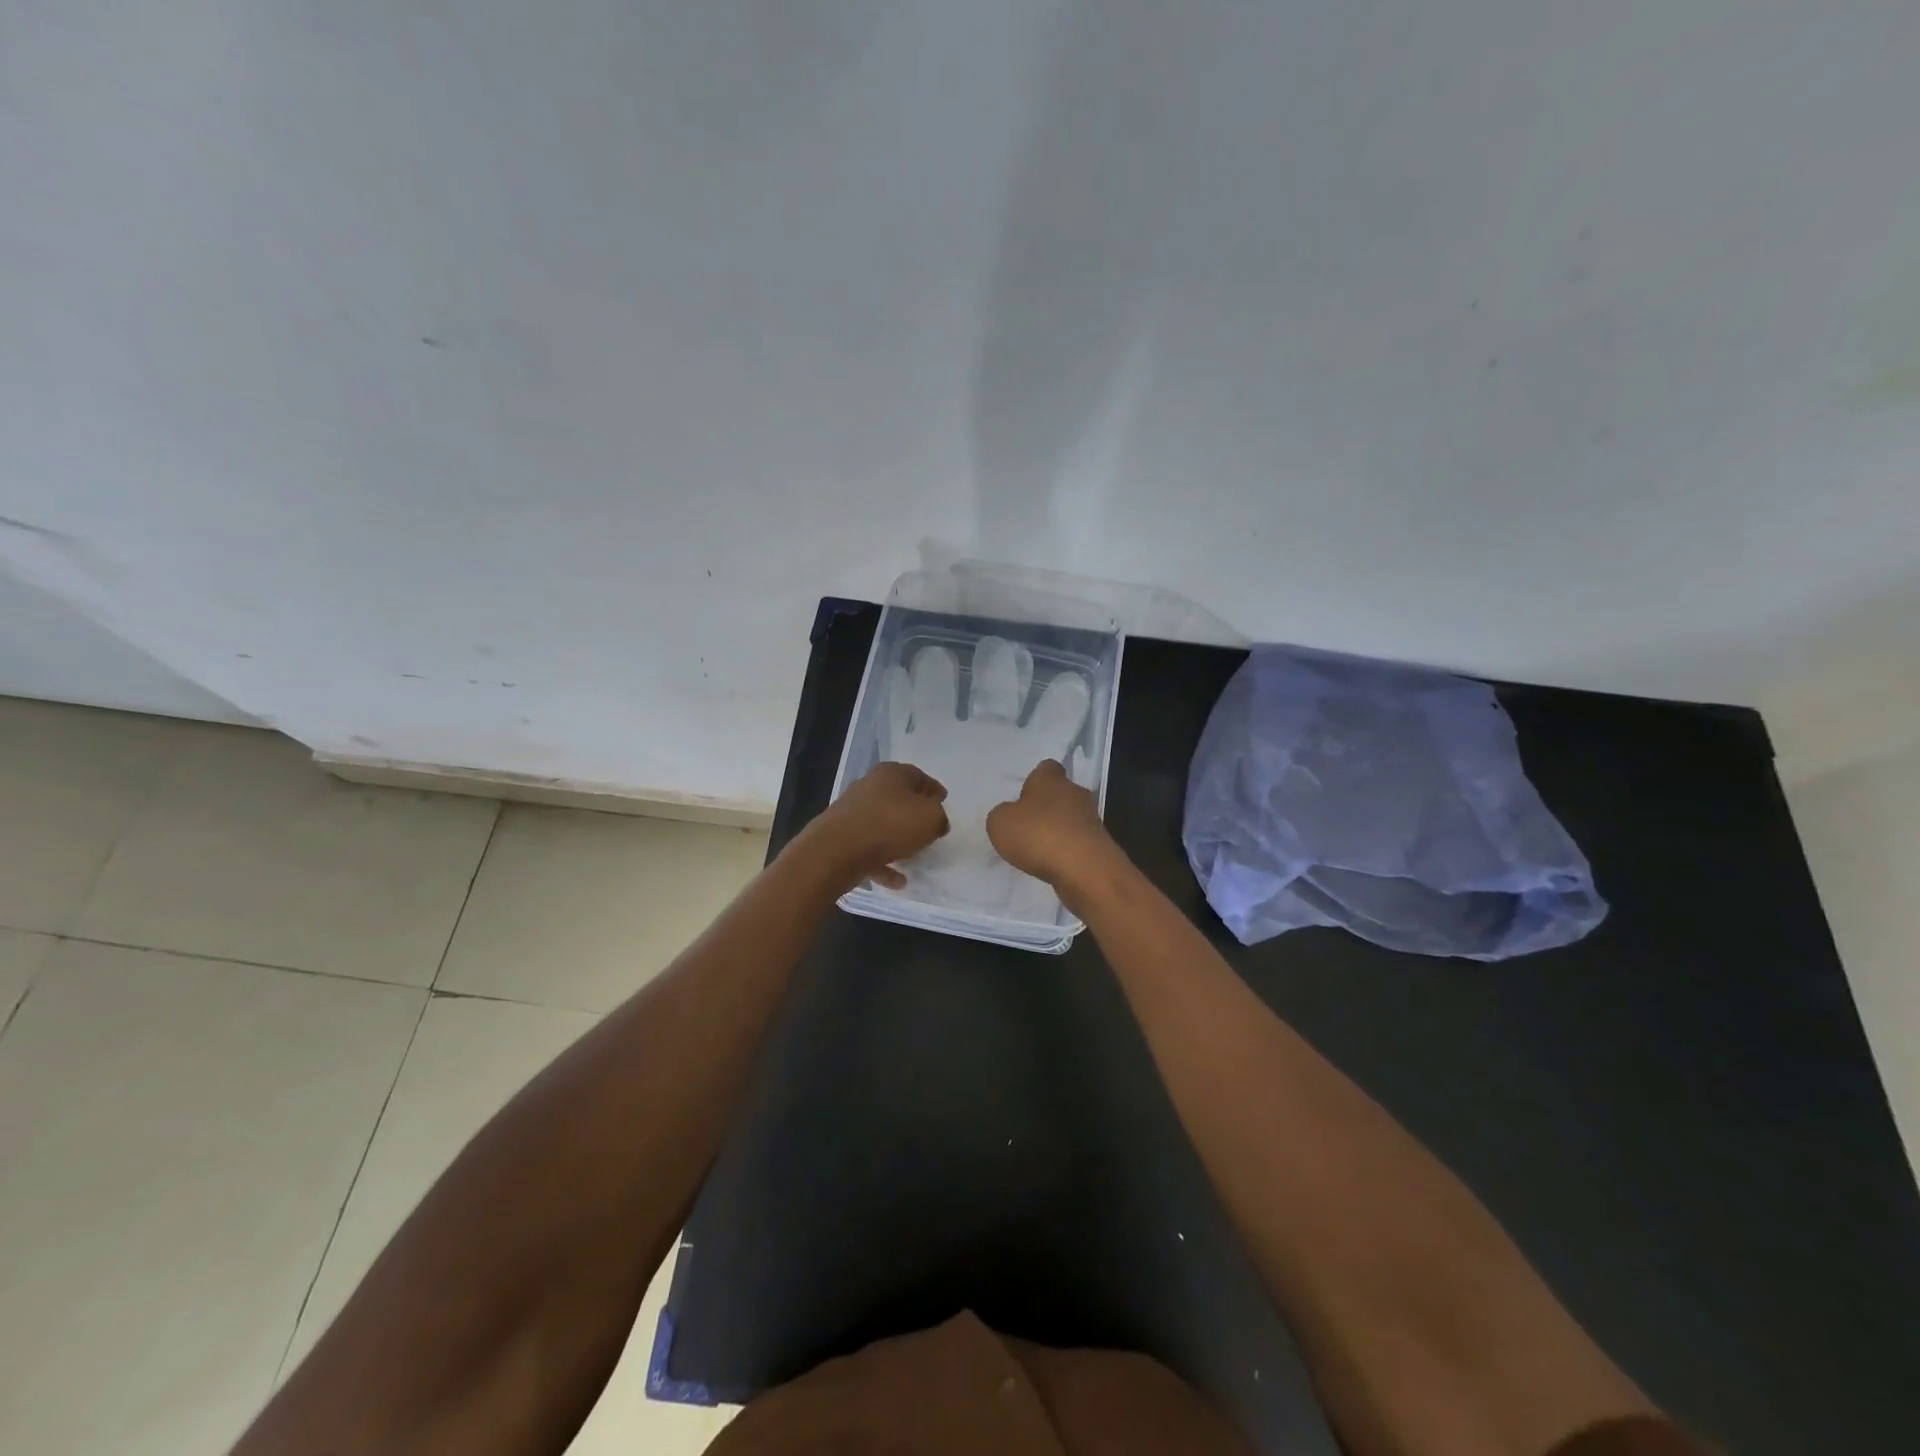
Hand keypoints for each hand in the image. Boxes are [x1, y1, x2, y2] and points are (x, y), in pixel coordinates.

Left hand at [800, 761, 949, 890]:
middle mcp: (869, 787)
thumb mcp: (931, 817)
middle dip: (914, 813)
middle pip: (898, 798)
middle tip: (929, 828)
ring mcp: (852, 812)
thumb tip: (936, 822)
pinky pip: (869, 849)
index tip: (943, 802)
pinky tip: (897, 881)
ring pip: (882, 824)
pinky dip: (883, 863)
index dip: (933, 789)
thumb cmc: (890, 824)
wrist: (836, 850)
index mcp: (891, 774)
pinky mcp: (841, 837)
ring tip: (914, 857)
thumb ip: (939, 817)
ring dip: (897, 840)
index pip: (918, 776)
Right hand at [985, 759, 1118, 891]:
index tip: (1023, 796)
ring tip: (1038, 849)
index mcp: (1050, 779)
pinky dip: (1067, 849)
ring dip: (1057, 829)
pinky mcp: (1099, 844)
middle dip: (1046, 806)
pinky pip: (1078, 841)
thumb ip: (1002, 814)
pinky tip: (1054, 863)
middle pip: (1060, 793)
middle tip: (1027, 825)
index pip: (1046, 768)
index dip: (1034, 780)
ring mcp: (1091, 819)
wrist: (1084, 869)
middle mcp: (1074, 793)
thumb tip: (1011, 815)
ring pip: (1070, 818)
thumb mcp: (1000, 823)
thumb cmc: (1038, 835)